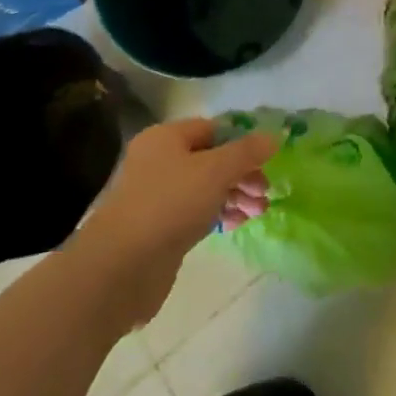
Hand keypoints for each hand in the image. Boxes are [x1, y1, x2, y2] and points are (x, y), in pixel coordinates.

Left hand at [72, 119, 275, 327]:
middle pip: (211, 159)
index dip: (242, 141)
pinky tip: (236, 225)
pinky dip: (218, 215)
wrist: (121, 267)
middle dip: (242, 174)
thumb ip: (247, 152)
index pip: (213, 129)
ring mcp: (158, 196)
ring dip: (235, 196)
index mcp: (166, 138)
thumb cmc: (170, 204)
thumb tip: (274, 136)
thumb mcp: (216, 170)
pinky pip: (196, 213)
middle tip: (264, 192)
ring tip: (257, 213)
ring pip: (206, 188)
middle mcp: (159, 161)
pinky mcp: (160, 228)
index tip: (267, 161)